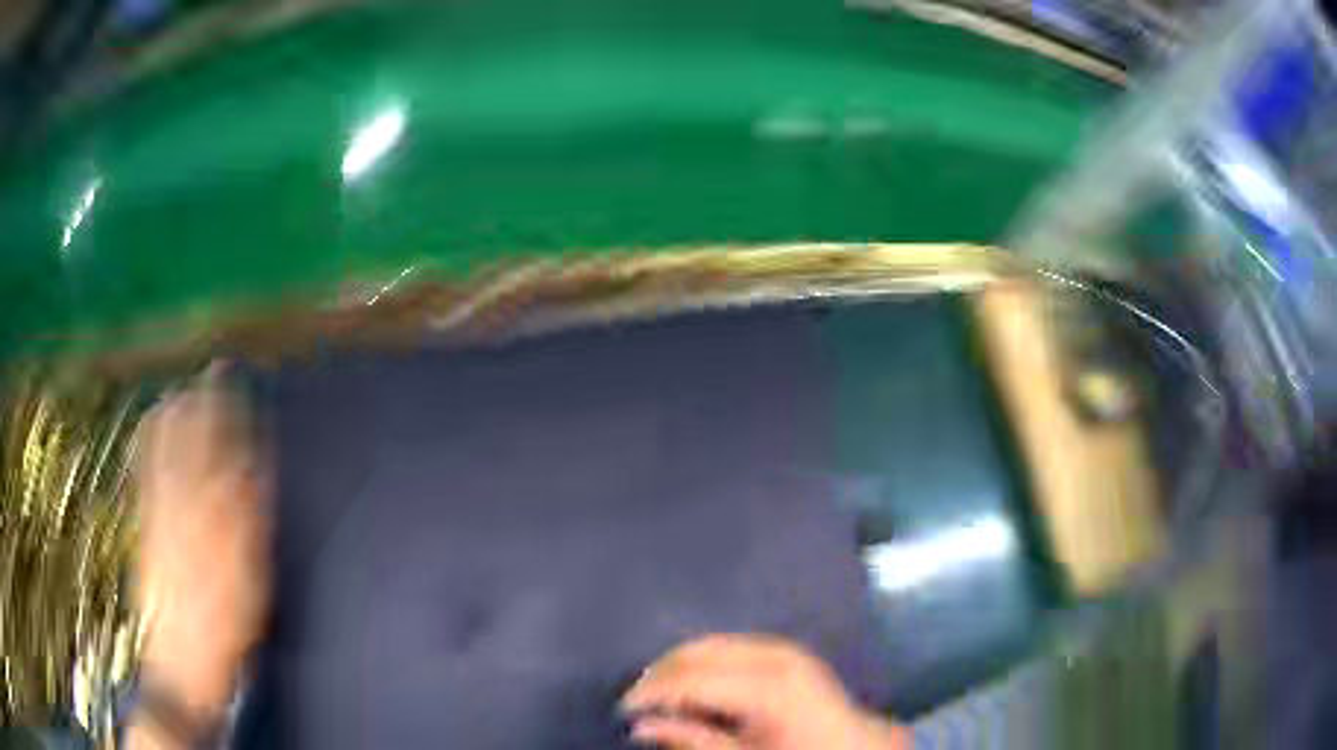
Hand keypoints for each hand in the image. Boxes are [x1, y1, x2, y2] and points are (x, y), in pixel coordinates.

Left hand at [133, 365, 270, 713]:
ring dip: (176, 418)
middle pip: (193, 447)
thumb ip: (249, 528)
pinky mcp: (144, 530)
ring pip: (166, 454)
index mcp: (215, 528)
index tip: (240, 385)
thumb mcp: (249, 590)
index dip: (232, 418)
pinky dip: (150, 445)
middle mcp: (184, 513)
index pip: (225, 457)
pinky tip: (152, 428)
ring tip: (184, 388)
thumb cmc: (224, 636)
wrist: (180, 667)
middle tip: (214, 371)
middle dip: (203, 406)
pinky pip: (145, 475)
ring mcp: (159, 519)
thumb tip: (252, 473)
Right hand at [621, 634, 908, 749]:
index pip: (691, 680)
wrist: (854, 746)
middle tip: (637, 703)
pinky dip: (703, 661)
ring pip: (710, 643)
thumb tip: (642, 727)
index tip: (623, 709)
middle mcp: (773, 656)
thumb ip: (694, 741)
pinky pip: (729, 645)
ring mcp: (781, 648)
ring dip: (679, 665)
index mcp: (767, 687)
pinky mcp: (784, 649)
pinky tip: (693, 684)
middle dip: (661, 674)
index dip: (651, 693)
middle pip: (697, 652)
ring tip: (659, 695)